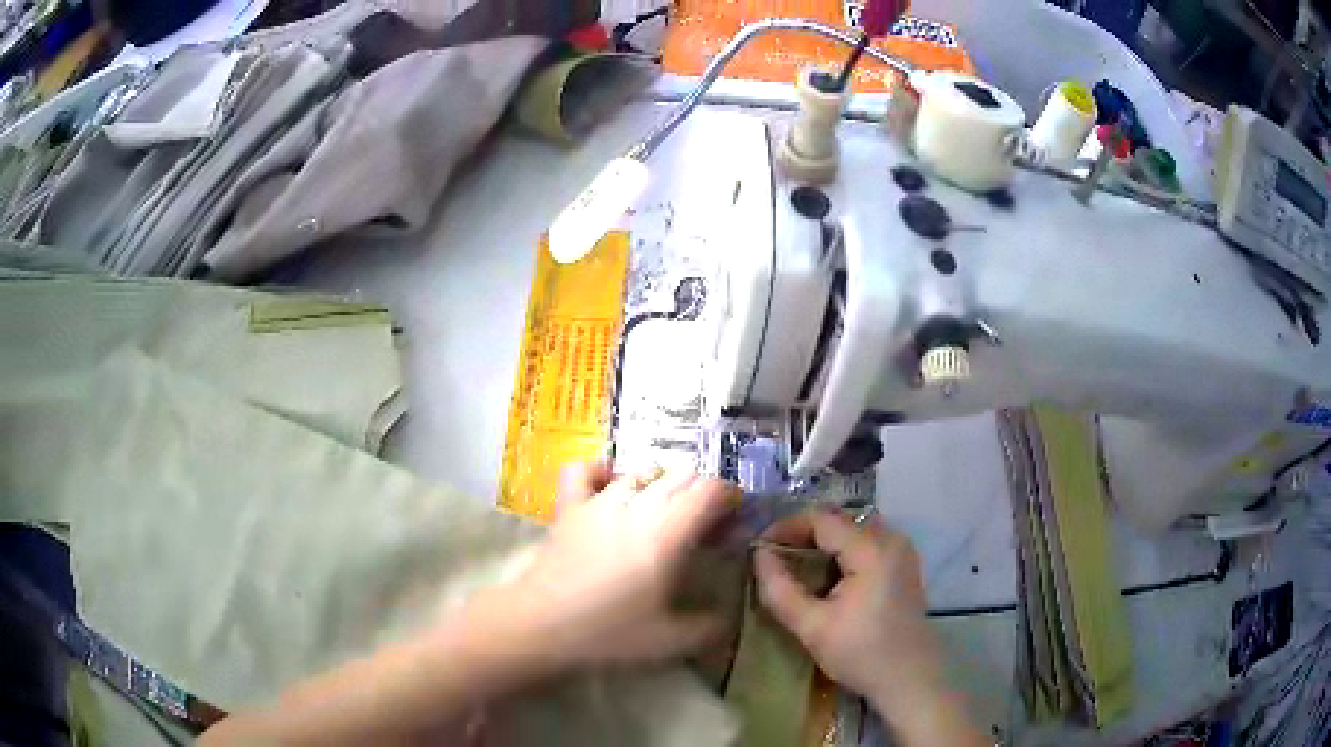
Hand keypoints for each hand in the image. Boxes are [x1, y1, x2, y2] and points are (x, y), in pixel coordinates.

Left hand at [494, 463, 737, 670]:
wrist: (540, 627)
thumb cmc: (608, 634)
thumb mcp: (672, 641)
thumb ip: (710, 626)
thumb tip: (727, 616)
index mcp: (668, 532)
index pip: (710, 490)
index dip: (730, 497)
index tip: (734, 520)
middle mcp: (637, 505)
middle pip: (681, 475)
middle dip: (703, 492)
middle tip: (705, 526)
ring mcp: (599, 501)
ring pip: (642, 471)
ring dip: (663, 484)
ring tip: (666, 512)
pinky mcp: (568, 507)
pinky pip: (585, 471)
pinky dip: (604, 471)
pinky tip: (611, 485)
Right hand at [753, 511, 949, 725]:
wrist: (910, 679)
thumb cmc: (861, 655)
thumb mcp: (812, 627)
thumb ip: (780, 589)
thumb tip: (759, 555)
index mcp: (871, 549)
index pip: (820, 518)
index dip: (785, 528)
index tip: (758, 549)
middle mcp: (891, 538)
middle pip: (838, 520)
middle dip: (802, 534)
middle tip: (773, 558)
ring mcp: (902, 550)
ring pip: (852, 529)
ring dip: (822, 542)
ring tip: (794, 567)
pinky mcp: (905, 564)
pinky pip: (867, 542)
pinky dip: (842, 551)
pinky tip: (827, 578)